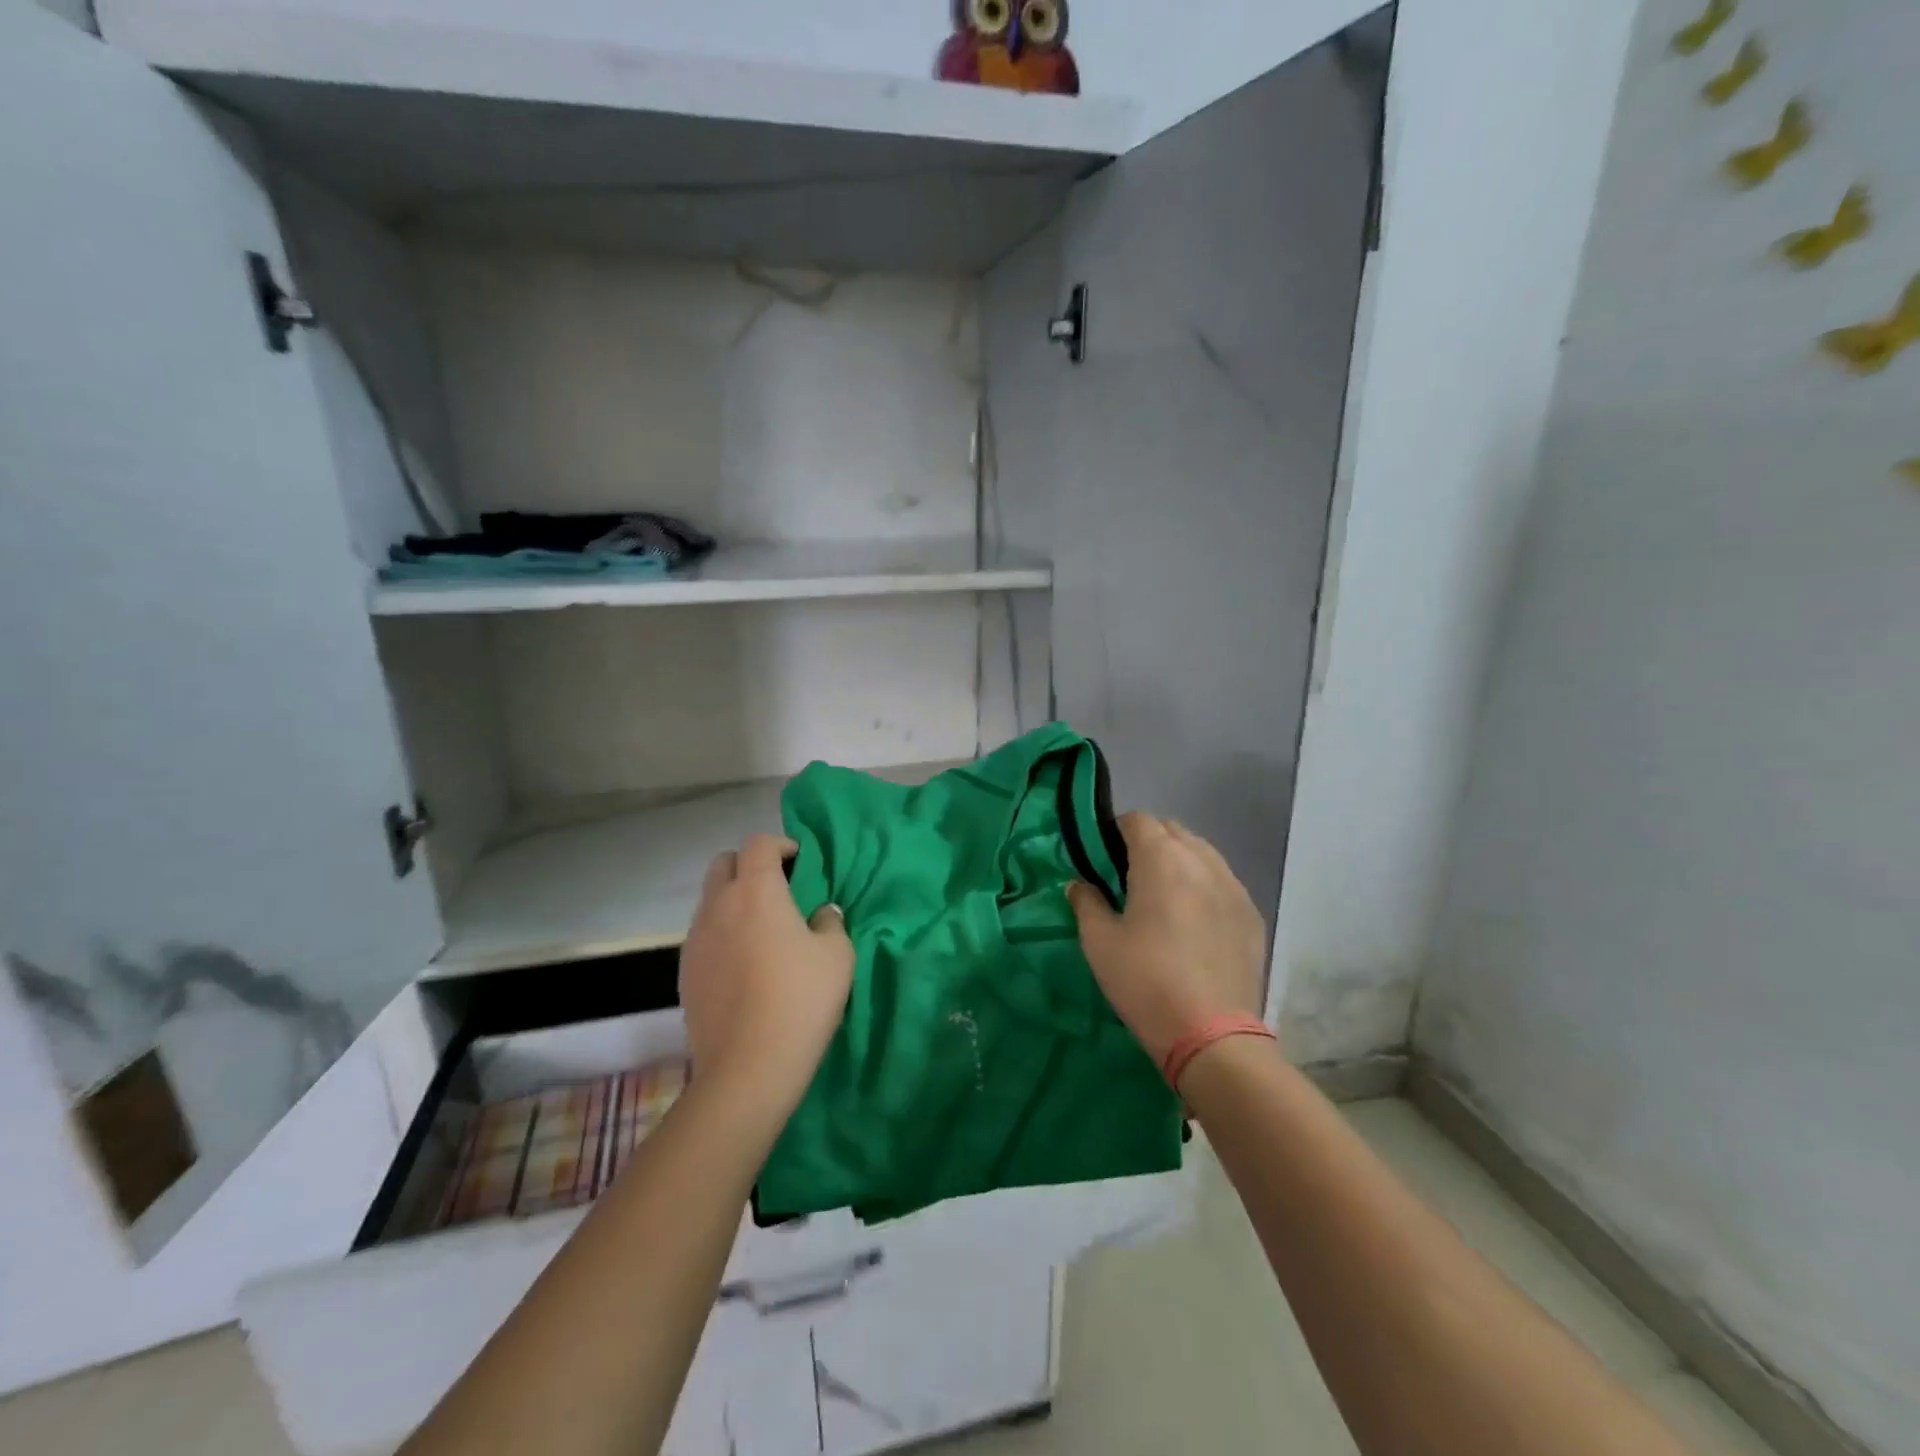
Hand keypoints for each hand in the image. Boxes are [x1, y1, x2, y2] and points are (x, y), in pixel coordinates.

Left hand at [679, 833, 853, 1106]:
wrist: (748, 1067)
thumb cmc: (801, 999)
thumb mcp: (837, 954)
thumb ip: (830, 921)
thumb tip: (819, 913)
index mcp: (756, 891)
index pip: (759, 844)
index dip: (782, 845)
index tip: (802, 864)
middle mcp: (718, 905)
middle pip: (724, 862)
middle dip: (750, 865)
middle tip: (779, 890)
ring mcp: (695, 939)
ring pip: (710, 899)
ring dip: (734, 899)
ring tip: (763, 930)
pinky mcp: (685, 971)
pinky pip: (703, 933)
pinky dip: (723, 932)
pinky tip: (745, 964)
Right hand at [1068, 813, 1266, 1066]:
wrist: (1211, 1034)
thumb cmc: (1145, 981)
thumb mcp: (1099, 942)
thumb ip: (1085, 902)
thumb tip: (1079, 883)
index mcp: (1161, 858)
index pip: (1137, 820)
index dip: (1116, 832)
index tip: (1103, 858)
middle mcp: (1201, 860)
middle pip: (1172, 831)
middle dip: (1149, 843)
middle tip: (1129, 878)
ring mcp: (1234, 886)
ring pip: (1202, 854)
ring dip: (1179, 862)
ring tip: (1164, 897)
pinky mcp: (1252, 914)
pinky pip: (1223, 883)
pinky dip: (1204, 887)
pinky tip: (1194, 922)